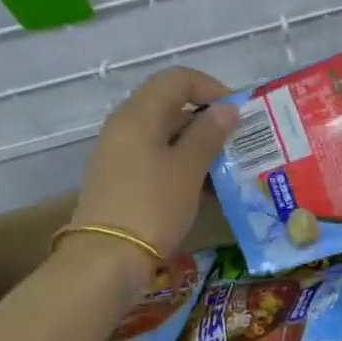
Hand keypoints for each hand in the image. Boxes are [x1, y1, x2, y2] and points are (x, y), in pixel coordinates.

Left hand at [71, 67, 237, 279]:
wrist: (104, 261)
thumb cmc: (152, 205)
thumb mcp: (189, 168)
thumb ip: (209, 133)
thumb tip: (227, 109)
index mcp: (139, 114)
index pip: (178, 79)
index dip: (211, 88)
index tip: (236, 112)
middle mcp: (124, 126)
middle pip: (170, 105)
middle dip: (207, 119)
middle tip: (236, 141)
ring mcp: (118, 154)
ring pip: (165, 135)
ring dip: (197, 145)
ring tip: (226, 168)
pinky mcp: (119, 179)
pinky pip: (156, 158)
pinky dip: (181, 165)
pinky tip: (205, 188)